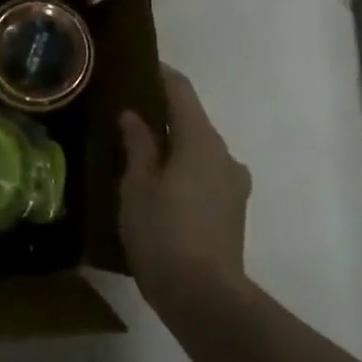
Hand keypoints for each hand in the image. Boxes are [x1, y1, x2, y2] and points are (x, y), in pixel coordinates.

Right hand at [117, 65, 252, 317]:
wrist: (203, 296)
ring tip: (139, 151)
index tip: (139, 64)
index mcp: (200, 141)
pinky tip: (158, 184)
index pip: (181, 92)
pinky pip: (204, 174)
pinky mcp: (232, 211)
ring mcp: (233, 185)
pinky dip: (182, 168)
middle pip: (192, 121)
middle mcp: (224, 155)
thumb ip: (138, 145)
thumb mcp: (137, 185)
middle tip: (127, 112)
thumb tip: (134, 116)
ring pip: (199, 150)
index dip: (161, 75)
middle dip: (162, 114)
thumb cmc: (162, 232)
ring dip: (173, 145)